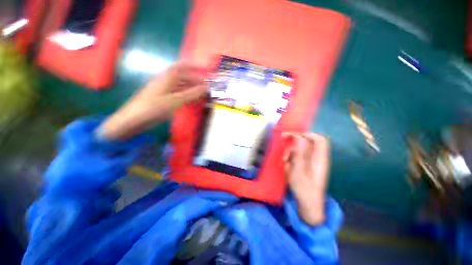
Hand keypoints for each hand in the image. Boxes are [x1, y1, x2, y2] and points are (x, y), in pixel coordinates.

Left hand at [99, 63, 206, 139]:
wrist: (133, 120)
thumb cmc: (155, 107)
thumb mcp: (176, 100)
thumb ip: (192, 93)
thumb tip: (206, 87)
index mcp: (167, 77)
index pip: (183, 66)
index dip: (195, 66)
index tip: (206, 70)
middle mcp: (165, 80)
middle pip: (183, 77)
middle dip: (196, 81)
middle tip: (208, 89)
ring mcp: (163, 89)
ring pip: (181, 86)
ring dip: (192, 89)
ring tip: (203, 95)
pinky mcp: (163, 97)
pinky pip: (178, 93)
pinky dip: (187, 95)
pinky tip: (192, 101)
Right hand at [283, 133, 330, 225]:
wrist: (308, 204)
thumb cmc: (304, 189)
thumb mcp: (298, 171)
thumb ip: (299, 153)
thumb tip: (299, 137)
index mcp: (319, 158)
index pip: (319, 139)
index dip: (306, 134)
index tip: (292, 136)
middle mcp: (317, 158)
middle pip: (307, 143)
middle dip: (294, 144)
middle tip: (284, 146)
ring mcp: (313, 161)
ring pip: (301, 149)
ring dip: (291, 152)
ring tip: (285, 161)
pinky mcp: (308, 165)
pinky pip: (299, 156)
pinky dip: (292, 158)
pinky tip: (287, 165)